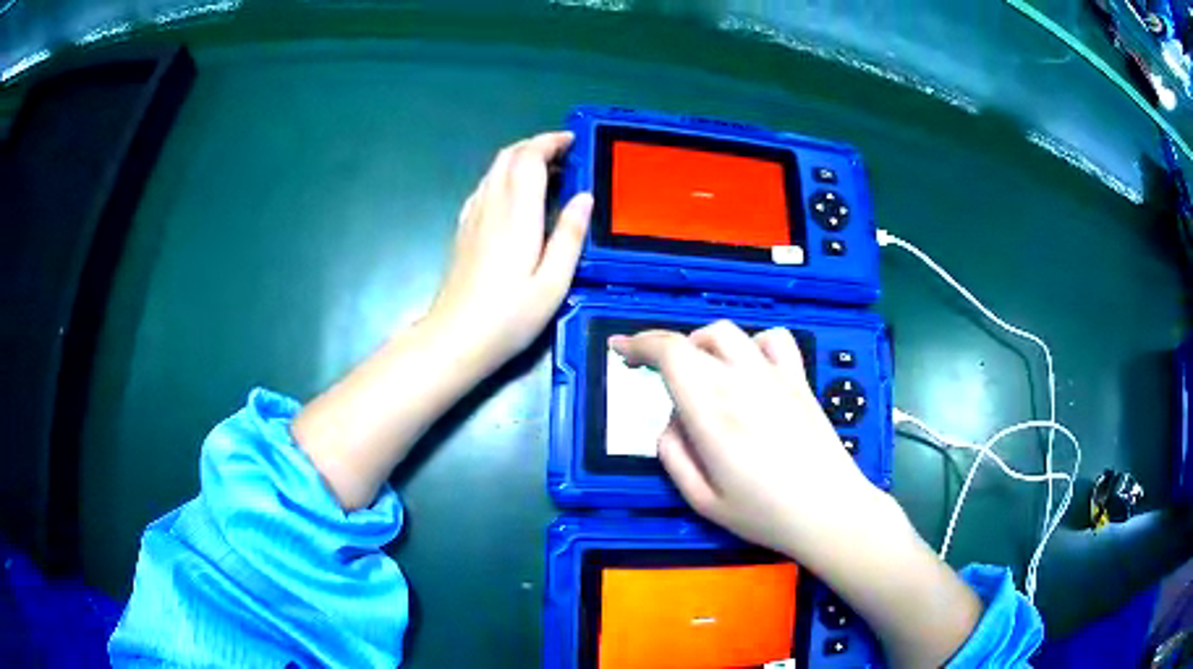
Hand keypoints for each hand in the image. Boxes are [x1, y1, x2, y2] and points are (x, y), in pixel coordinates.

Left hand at [428, 131, 592, 372]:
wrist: (455, 338)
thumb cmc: (509, 316)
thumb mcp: (553, 283)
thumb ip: (569, 236)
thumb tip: (585, 197)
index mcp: (516, 214)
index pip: (529, 158)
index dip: (551, 142)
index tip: (574, 142)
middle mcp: (491, 205)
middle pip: (509, 156)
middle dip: (537, 145)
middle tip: (566, 155)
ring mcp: (472, 216)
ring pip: (494, 169)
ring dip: (521, 159)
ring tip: (549, 172)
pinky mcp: (463, 229)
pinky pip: (485, 187)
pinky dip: (505, 176)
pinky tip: (517, 197)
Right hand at [610, 322, 885, 556]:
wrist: (829, 511)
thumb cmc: (764, 514)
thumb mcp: (701, 500)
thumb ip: (673, 456)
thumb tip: (670, 423)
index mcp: (711, 411)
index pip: (669, 353)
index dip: (638, 344)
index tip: (620, 349)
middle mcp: (740, 381)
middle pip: (694, 339)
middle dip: (665, 349)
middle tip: (656, 374)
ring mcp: (774, 376)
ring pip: (729, 333)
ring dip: (704, 345)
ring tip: (702, 373)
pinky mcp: (798, 379)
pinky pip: (773, 339)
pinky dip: (752, 344)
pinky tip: (750, 367)